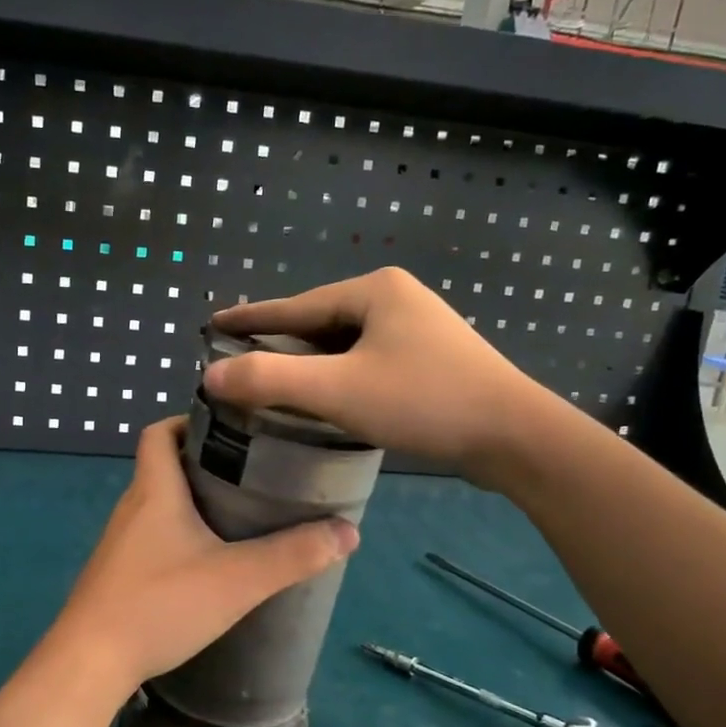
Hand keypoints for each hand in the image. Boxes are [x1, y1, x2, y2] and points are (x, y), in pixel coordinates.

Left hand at [39, 418, 358, 702]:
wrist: (90, 662)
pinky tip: (206, 561)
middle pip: (163, 466)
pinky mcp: (117, 573)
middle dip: (204, 462)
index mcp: (154, 490)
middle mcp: (131, 507)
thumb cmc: (161, 604)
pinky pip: (151, 537)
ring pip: (158, 504)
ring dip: (192, 501)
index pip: (160, 432)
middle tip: (253, 472)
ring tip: (239, 513)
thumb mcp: (237, 579)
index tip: (231, 428)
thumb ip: (293, 555)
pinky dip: (178, 534)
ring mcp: (119, 542)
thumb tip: (348, 531)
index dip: (189, 421)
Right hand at [204, 267, 561, 490]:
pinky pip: (367, 360)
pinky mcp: (431, 358)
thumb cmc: (423, 402)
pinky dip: (338, 376)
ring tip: (274, 381)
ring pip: (345, 344)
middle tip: (239, 359)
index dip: (250, 318)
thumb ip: (269, 380)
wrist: (515, 436)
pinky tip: (325, 396)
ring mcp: (418, 328)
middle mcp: (396, 298)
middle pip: (320, 323)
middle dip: (280, 343)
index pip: (295, 306)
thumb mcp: (337, 390)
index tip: (213, 323)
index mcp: (374, 290)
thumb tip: (211, 374)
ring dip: (309, 363)